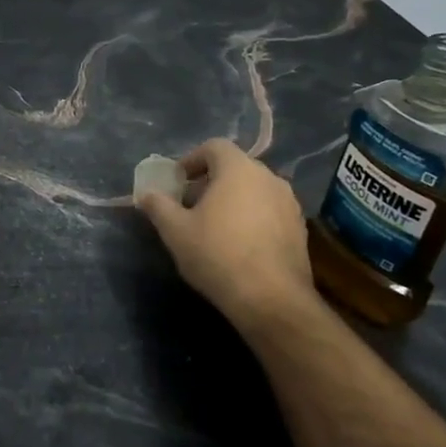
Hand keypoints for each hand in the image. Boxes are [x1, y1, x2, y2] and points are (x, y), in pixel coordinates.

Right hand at [138, 139, 315, 329]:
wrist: (271, 299)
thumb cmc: (217, 255)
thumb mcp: (175, 230)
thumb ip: (158, 205)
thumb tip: (146, 194)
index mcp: (239, 170)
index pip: (214, 146)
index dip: (191, 159)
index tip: (177, 182)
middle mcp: (270, 178)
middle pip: (235, 168)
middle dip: (210, 182)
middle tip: (189, 206)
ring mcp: (290, 204)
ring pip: (254, 190)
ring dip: (232, 200)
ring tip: (213, 227)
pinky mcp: (300, 230)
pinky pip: (269, 211)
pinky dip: (251, 218)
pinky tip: (238, 245)